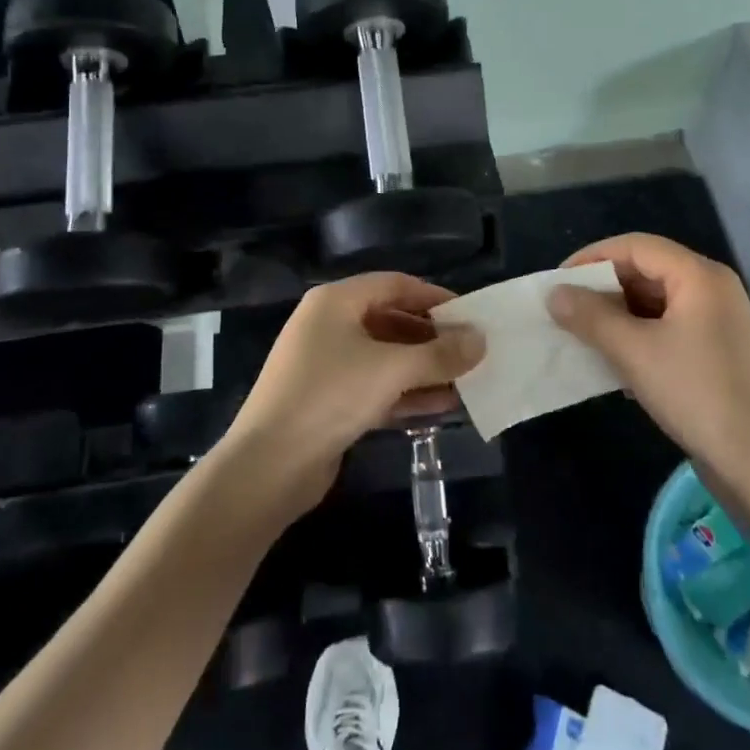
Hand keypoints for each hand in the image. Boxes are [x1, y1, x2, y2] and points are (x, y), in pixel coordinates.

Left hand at [220, 273, 484, 515]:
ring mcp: (326, 364)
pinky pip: (375, 386)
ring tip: (465, 382)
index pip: (394, 284)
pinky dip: (405, 392)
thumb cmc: (330, 396)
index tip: (470, 315)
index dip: (434, 297)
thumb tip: (481, 340)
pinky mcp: (328, 401)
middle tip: (471, 352)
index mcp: (336, 301)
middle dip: (432, 338)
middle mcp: (329, 325)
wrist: (268, 465)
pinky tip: (440, 405)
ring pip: (385, 357)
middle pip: (391, 320)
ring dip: (423, 368)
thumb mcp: (391, 370)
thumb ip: (439, 354)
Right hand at [548, 233, 749, 476]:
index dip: (592, 258)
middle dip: (603, 288)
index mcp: (699, 276)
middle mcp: (711, 289)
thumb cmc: (696, 394)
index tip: (558, 281)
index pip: (636, 246)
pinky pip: (667, 328)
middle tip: (565, 309)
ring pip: (655, 302)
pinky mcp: (715, 352)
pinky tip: (612, 360)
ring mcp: (717, 321)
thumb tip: (554, 294)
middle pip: (646, 270)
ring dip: (617, 315)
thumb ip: (590, 317)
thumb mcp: (634, 352)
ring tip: (581, 334)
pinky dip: (637, 335)